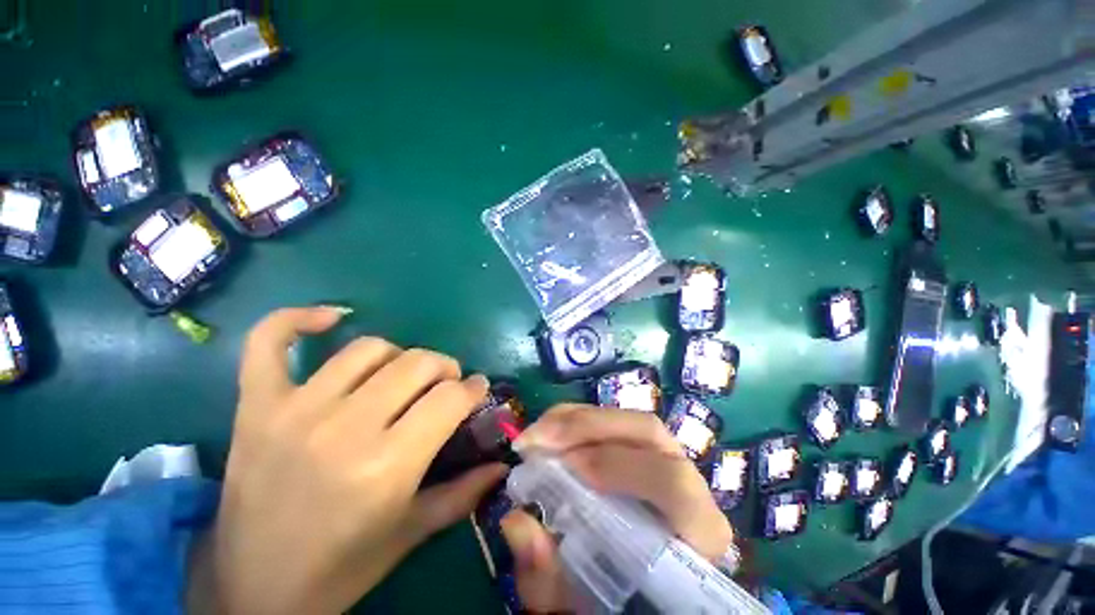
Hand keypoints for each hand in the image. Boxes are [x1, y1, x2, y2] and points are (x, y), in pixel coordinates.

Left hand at [188, 307, 506, 614]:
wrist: (253, 590)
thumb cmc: (342, 567)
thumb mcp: (411, 533)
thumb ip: (463, 494)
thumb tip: (502, 465)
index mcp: (387, 466)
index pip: (450, 398)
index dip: (473, 389)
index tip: (477, 390)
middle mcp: (344, 428)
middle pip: (417, 363)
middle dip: (445, 368)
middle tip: (446, 384)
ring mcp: (295, 410)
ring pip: (368, 348)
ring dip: (399, 354)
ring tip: (402, 374)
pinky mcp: (255, 405)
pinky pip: (270, 341)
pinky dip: (297, 319)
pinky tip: (330, 318)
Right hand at [500, 405, 733, 612]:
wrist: (644, 587)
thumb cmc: (620, 598)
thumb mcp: (578, 600)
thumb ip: (549, 576)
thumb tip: (516, 521)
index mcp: (695, 529)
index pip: (672, 483)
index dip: (618, 466)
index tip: (566, 468)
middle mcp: (689, 479)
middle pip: (647, 430)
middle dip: (587, 427)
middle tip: (537, 439)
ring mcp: (667, 455)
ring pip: (627, 419)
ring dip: (576, 419)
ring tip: (537, 434)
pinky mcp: (642, 446)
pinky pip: (612, 419)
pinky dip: (577, 419)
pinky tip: (550, 430)